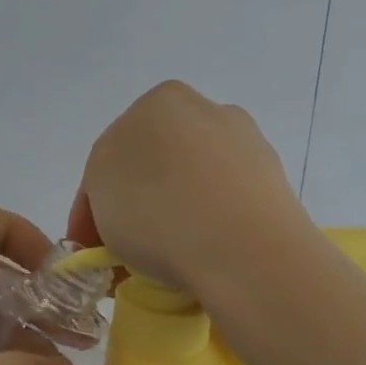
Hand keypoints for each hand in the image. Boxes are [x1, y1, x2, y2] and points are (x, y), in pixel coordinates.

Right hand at [67, 80, 307, 291]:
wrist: (246, 250)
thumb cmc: (158, 209)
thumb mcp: (98, 188)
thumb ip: (100, 185)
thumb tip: (124, 209)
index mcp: (163, 100)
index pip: (113, 152)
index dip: (92, 204)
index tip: (90, 246)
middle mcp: (210, 112)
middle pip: (156, 165)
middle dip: (137, 205)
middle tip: (122, 254)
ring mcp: (249, 148)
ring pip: (194, 187)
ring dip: (174, 218)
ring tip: (161, 265)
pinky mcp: (276, 189)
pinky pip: (226, 211)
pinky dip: (208, 231)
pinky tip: (199, 260)